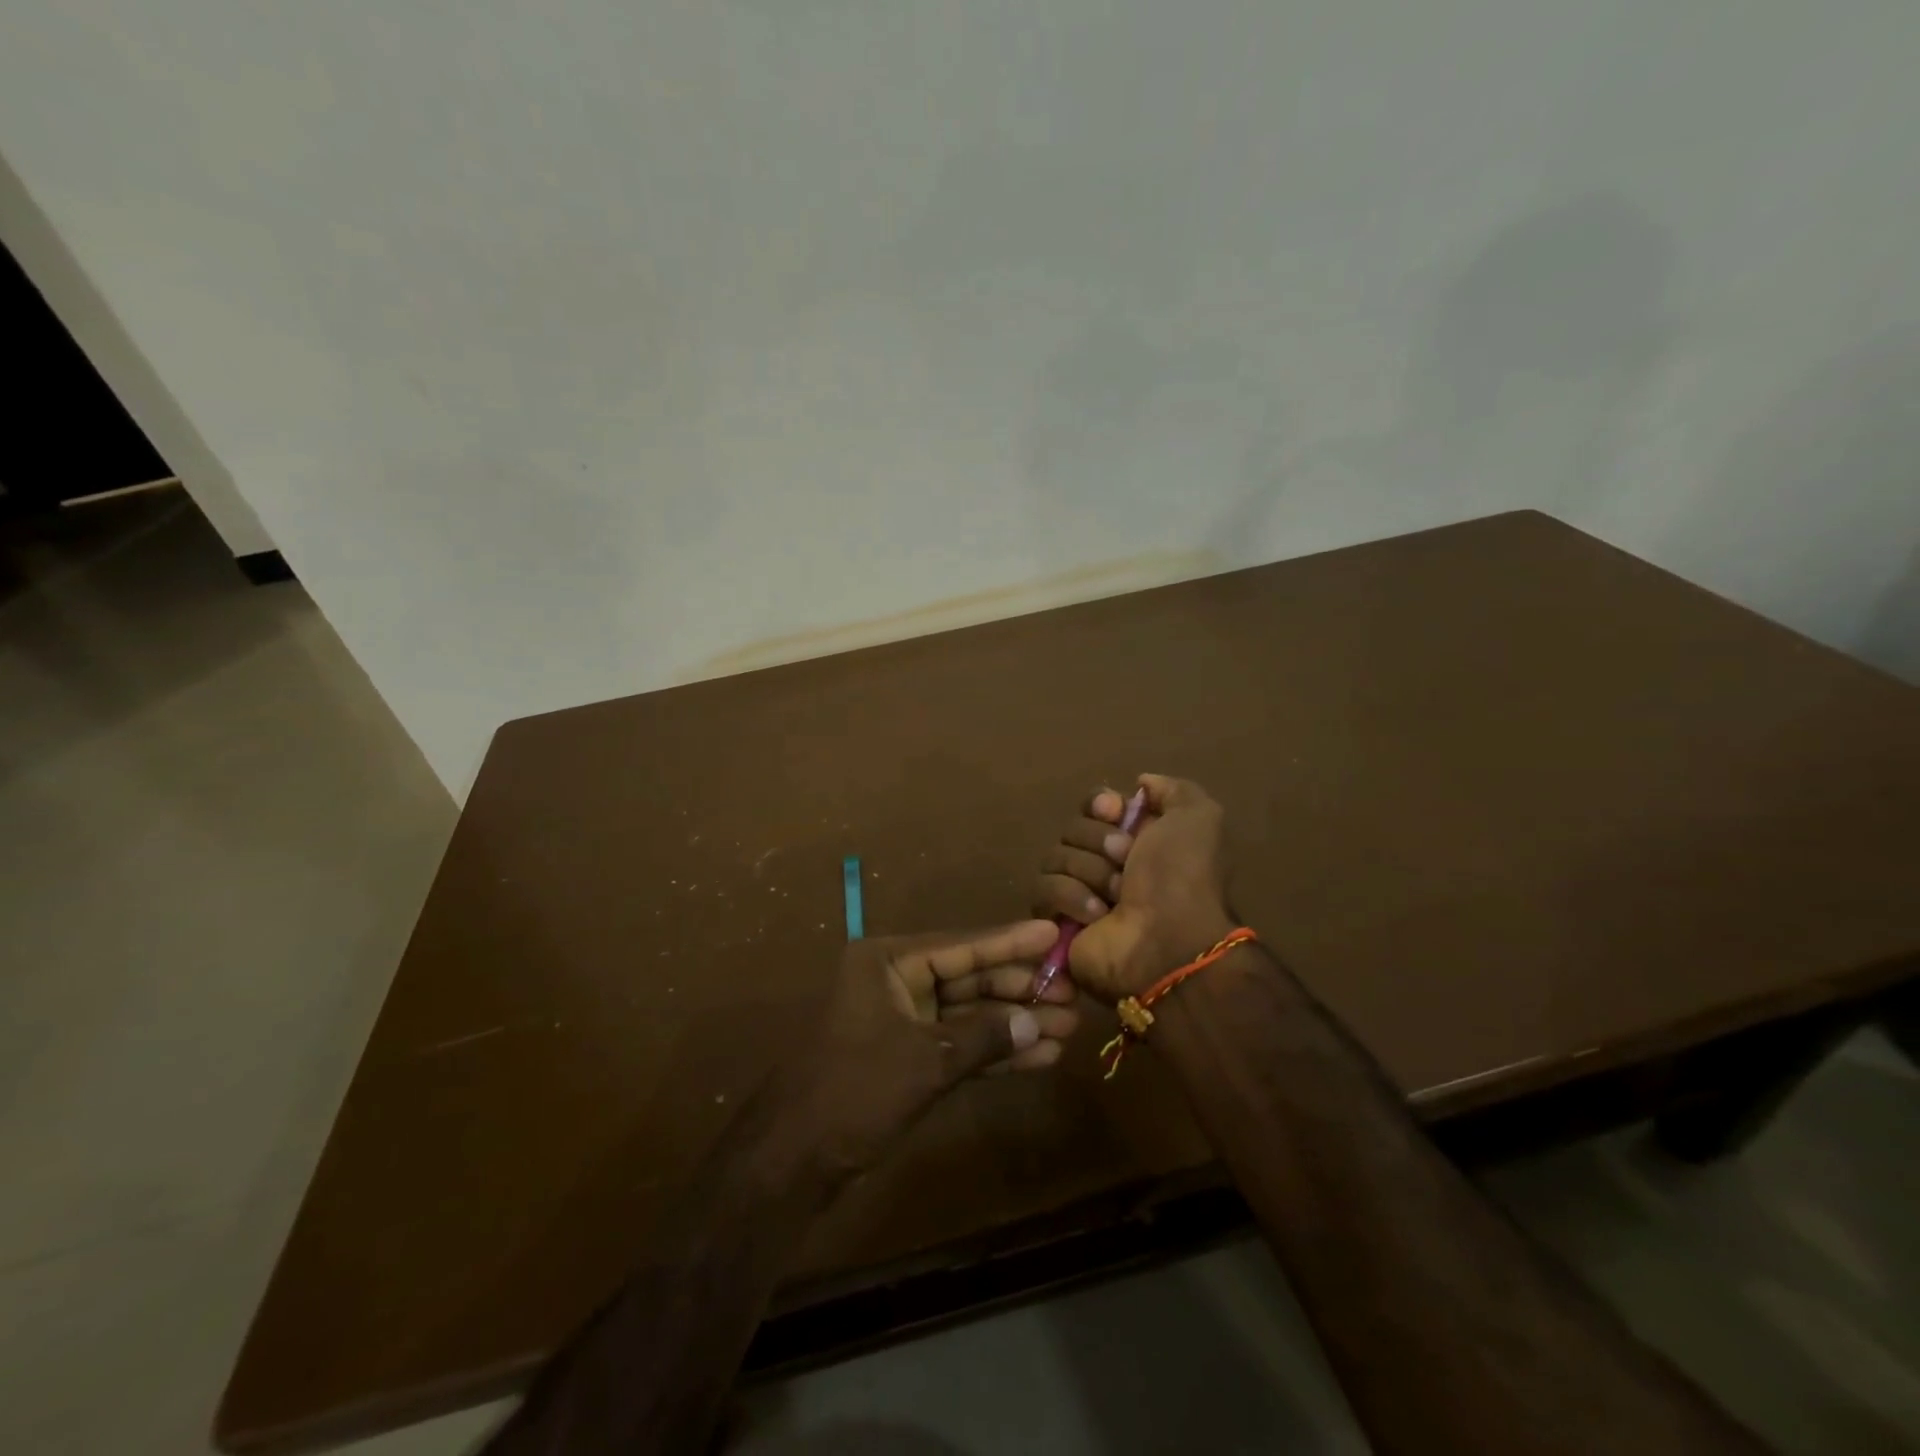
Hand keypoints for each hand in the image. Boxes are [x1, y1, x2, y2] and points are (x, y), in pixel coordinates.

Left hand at [779, 920, 1078, 1175]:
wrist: (794, 1161)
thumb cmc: (854, 1091)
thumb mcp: (924, 1060)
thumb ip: (983, 1038)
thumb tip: (1036, 1021)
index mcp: (888, 962)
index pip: (960, 946)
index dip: (1010, 942)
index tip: (1053, 932)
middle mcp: (896, 982)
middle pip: (969, 979)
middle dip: (1019, 990)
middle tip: (1072, 992)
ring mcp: (903, 1021)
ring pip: (969, 1015)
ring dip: (1015, 1024)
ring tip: (1068, 1028)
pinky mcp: (909, 1059)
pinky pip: (960, 1046)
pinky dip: (995, 1053)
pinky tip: (1039, 1057)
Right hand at [1034, 774, 1233, 1002]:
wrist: (1168, 944)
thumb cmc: (1183, 878)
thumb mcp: (1198, 818)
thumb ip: (1173, 790)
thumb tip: (1140, 784)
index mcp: (1138, 838)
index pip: (1095, 804)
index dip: (1100, 804)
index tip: (1114, 813)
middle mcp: (1107, 863)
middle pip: (1073, 828)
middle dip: (1098, 841)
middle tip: (1125, 863)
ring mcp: (1080, 892)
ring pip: (1054, 856)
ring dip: (1088, 872)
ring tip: (1114, 897)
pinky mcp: (1057, 921)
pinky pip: (1042, 890)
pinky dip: (1070, 897)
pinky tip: (1096, 915)